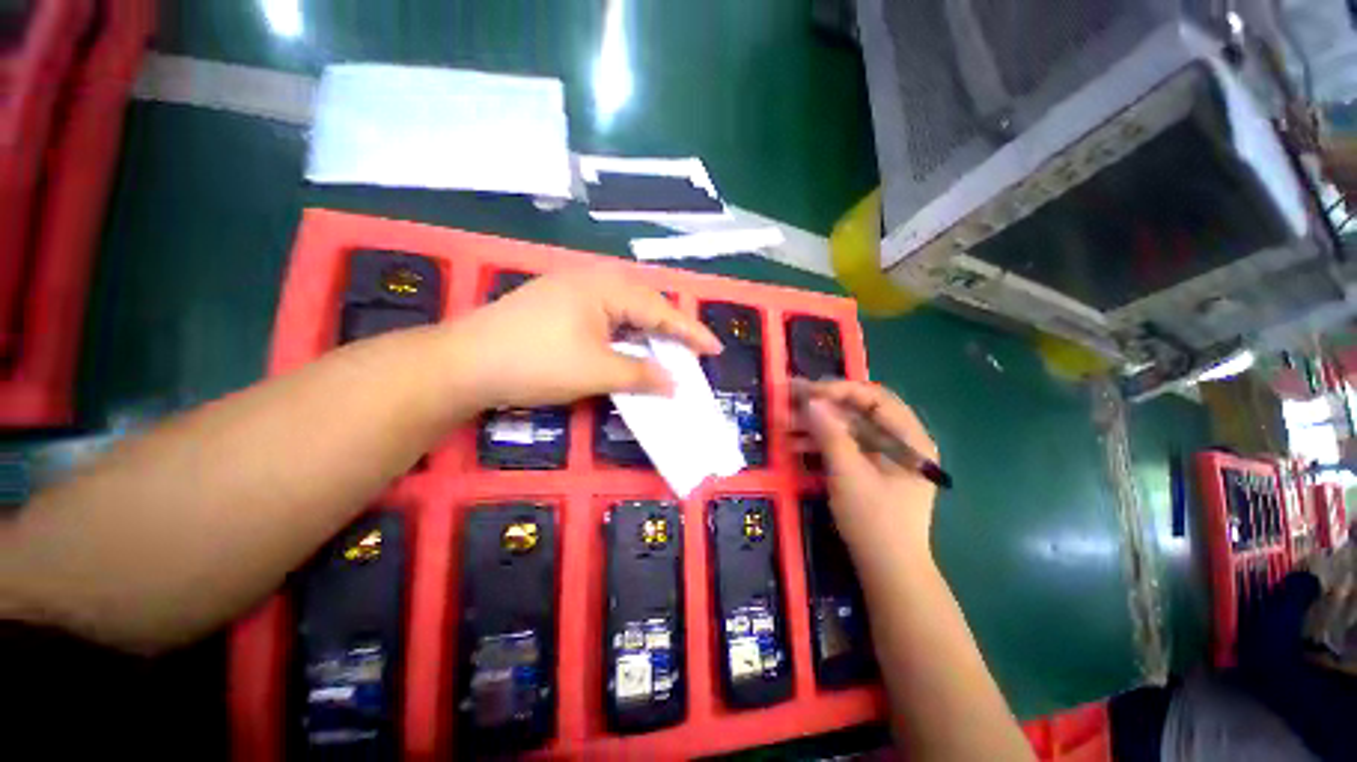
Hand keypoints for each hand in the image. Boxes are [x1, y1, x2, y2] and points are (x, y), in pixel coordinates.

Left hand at [455, 269, 722, 408]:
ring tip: (665, 347)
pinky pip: (605, 313)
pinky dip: (623, 331)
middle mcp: (592, 279)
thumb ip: (641, 375)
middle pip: (645, 303)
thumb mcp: (596, 371)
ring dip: (647, 328)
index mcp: (606, 287)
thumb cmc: (536, 362)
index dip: (690, 332)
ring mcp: (571, 289)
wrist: (464, 363)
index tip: (715, 348)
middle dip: (670, 327)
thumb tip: (675, 384)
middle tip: (691, 349)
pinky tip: (627, 343)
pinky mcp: (558, 303)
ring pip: (624, 308)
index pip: (660, 310)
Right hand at [796, 379, 939, 560]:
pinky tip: (795, 444)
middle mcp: (901, 441)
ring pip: (848, 428)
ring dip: (817, 424)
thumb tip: (811, 400)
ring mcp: (886, 456)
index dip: (838, 390)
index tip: (806, 392)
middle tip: (790, 401)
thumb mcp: (848, 474)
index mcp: (910, 438)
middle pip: (860, 411)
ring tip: (785, 424)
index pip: (874, 397)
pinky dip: (822, 443)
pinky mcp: (871, 470)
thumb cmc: (874, 521)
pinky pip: (845, 446)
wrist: (888, 573)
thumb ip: (830, 433)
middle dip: (823, 406)